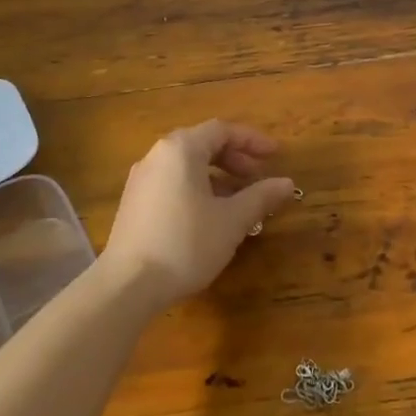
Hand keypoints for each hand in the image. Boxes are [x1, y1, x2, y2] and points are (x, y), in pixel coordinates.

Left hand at [103, 120, 296, 304]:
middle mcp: (158, 155)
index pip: (223, 130)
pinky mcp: (133, 202)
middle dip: (235, 158)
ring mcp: (141, 178)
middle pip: (203, 144)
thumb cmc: (186, 243)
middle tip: (257, 177)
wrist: (128, 285)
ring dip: (217, 176)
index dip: (253, 140)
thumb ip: (260, 197)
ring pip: (187, 165)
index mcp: (181, 149)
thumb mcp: (232, 220)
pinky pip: (172, 181)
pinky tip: (209, 216)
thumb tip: (286, 183)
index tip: (276, 155)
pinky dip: (196, 188)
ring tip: (238, 200)